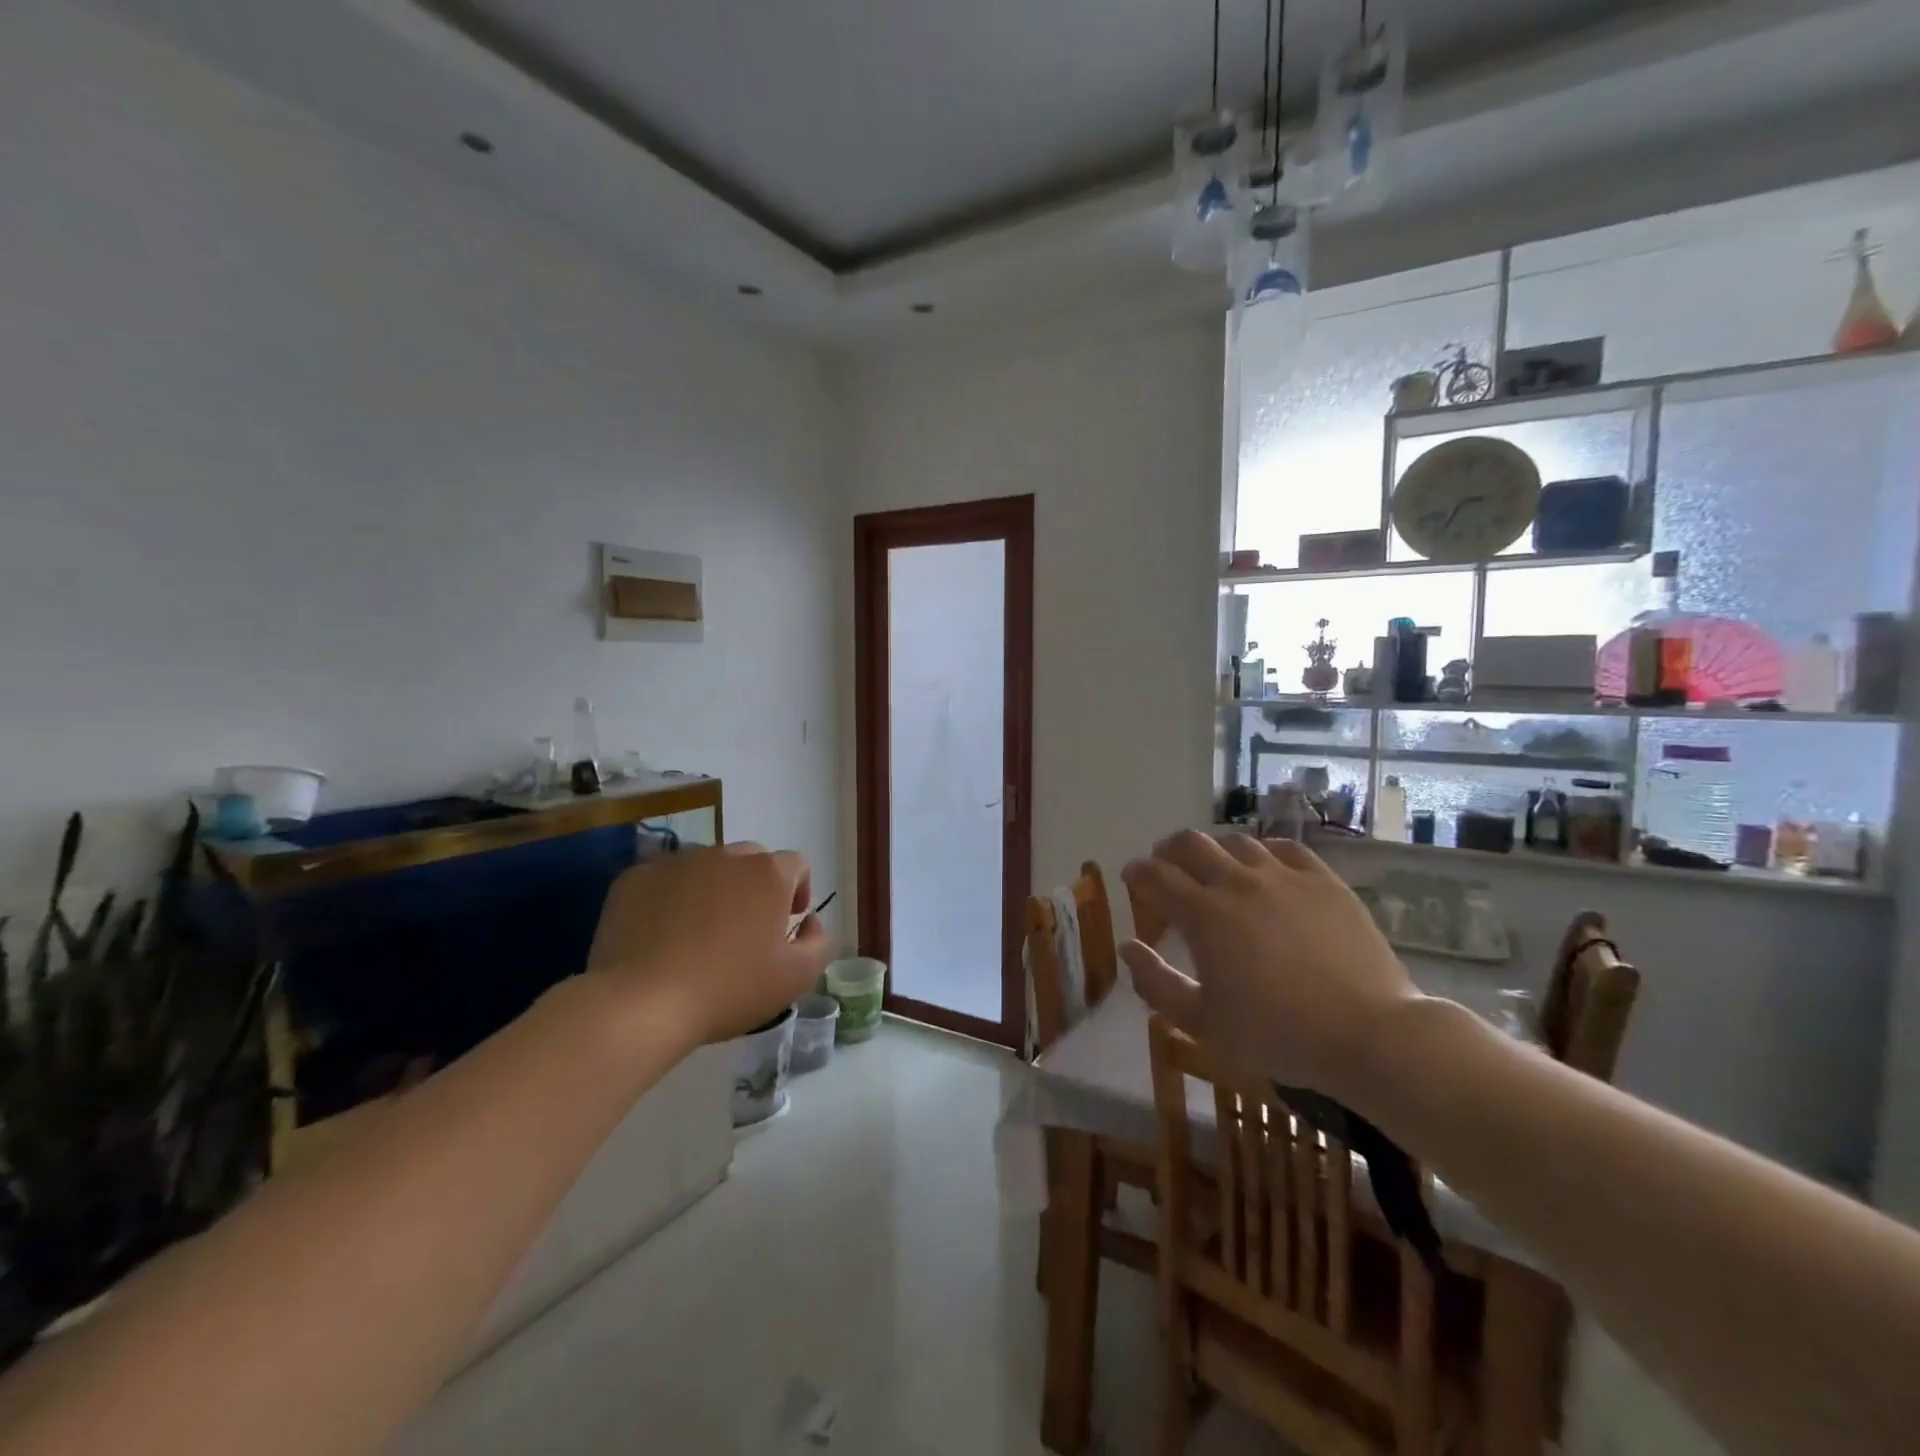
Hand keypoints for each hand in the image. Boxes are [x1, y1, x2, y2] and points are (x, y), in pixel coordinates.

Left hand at [585, 843, 832, 1049]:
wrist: (641, 1004)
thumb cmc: (728, 989)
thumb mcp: (796, 978)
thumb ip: (820, 942)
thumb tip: (810, 922)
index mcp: (768, 873)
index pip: (796, 865)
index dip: (797, 891)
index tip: (786, 925)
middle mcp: (725, 854)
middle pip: (751, 861)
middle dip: (754, 888)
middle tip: (743, 931)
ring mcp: (677, 862)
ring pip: (706, 868)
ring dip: (712, 890)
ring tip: (698, 934)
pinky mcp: (636, 877)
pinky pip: (665, 880)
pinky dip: (670, 898)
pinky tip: (661, 936)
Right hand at [1120, 831, 1418, 1102]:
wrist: (1369, 1034)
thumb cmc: (1278, 1035)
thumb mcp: (1203, 1023)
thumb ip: (1157, 983)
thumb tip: (1128, 947)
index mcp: (1204, 915)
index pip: (1156, 876)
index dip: (1137, 872)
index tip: (1131, 875)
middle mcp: (1238, 883)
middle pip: (1192, 844)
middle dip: (1169, 849)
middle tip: (1165, 863)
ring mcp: (1285, 877)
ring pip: (1237, 841)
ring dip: (1214, 848)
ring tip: (1213, 865)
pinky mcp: (1324, 881)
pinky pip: (1285, 848)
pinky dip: (1262, 851)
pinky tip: (1264, 865)